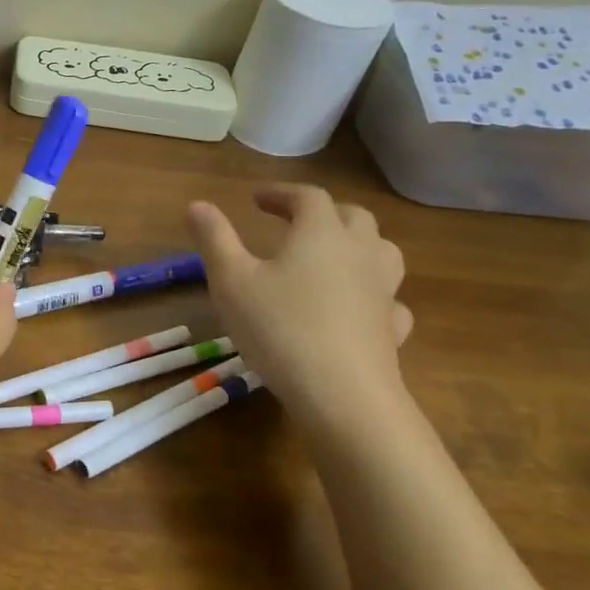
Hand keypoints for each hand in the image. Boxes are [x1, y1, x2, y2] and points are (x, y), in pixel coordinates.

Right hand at [186, 185, 411, 422]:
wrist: (343, 396)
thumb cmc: (279, 328)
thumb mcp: (230, 281)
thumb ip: (214, 239)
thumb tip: (197, 205)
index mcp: (321, 233)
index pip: (308, 197)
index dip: (281, 193)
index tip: (256, 200)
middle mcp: (359, 253)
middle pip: (353, 217)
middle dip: (323, 213)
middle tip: (294, 222)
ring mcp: (383, 292)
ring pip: (382, 252)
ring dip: (357, 245)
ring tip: (332, 256)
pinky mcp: (392, 329)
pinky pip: (389, 299)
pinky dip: (372, 293)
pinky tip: (357, 307)